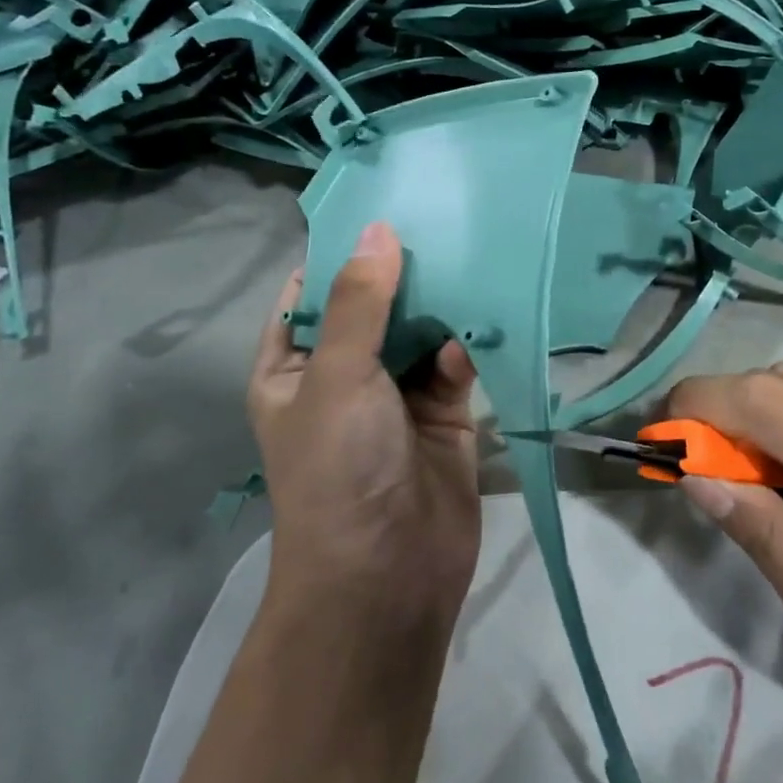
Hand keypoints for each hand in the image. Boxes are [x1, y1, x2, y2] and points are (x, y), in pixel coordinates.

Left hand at [248, 222, 480, 615]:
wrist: (387, 576)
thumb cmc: (339, 468)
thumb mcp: (337, 376)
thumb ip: (360, 302)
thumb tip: (378, 230)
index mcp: (294, 366)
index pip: (312, 293)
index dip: (341, 252)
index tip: (382, 207)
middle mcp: (343, 375)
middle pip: (373, 306)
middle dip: (402, 270)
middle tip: (442, 216)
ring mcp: (395, 394)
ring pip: (419, 330)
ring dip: (441, 300)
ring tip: (472, 247)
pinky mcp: (444, 412)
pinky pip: (455, 361)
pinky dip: (468, 339)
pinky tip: (488, 310)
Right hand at [668, 363, 782, 782]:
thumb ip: (765, 537)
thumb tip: (693, 476)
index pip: (767, 403)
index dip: (699, 406)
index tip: (656, 441)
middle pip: (780, 382)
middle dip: (718, 410)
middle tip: (686, 466)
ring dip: (750, 413)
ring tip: (727, 473)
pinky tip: (781, 473)